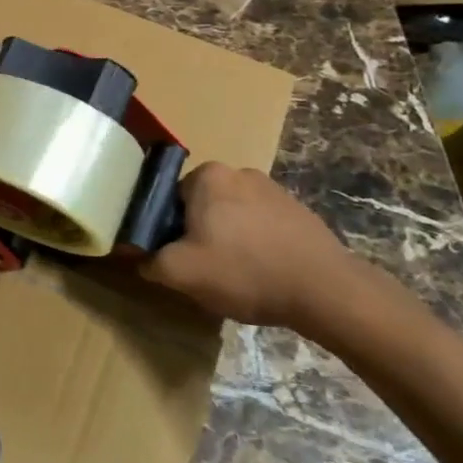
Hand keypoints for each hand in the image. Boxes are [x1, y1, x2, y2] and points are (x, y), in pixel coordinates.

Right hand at [142, 163, 368, 335]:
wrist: (326, 290)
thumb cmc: (244, 271)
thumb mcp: (181, 272)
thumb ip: (148, 260)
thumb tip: (136, 256)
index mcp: (208, 176)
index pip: (169, 199)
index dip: (166, 231)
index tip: (176, 258)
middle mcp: (239, 172)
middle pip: (201, 206)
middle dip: (198, 233)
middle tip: (204, 269)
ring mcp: (274, 189)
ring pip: (232, 216)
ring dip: (228, 239)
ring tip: (237, 275)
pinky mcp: (299, 210)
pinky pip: (261, 225)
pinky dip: (256, 244)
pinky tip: (263, 272)